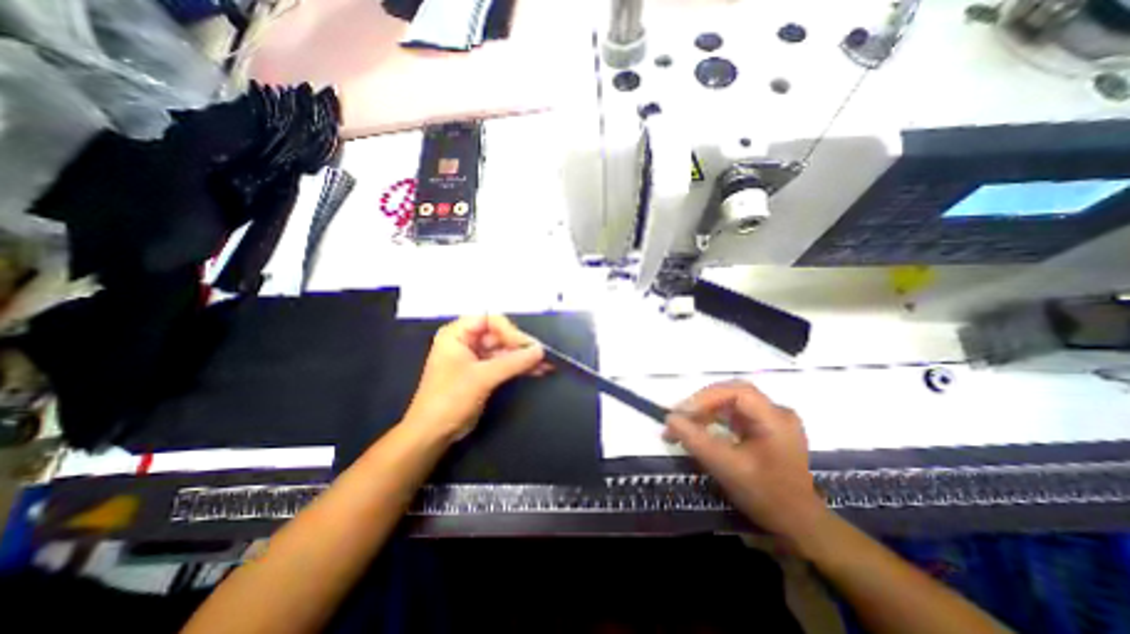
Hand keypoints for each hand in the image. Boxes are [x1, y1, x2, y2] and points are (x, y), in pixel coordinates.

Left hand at [405, 313, 546, 443]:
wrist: (433, 433)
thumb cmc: (450, 399)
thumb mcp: (482, 378)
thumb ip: (513, 362)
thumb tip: (540, 350)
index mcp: (457, 334)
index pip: (489, 319)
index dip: (510, 330)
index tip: (527, 346)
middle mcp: (467, 341)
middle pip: (500, 334)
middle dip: (522, 345)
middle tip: (543, 355)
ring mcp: (476, 357)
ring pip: (506, 350)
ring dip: (525, 357)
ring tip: (547, 364)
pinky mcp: (483, 372)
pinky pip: (505, 363)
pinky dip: (520, 367)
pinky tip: (538, 370)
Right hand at [664, 380, 827, 542]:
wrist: (798, 525)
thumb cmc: (765, 495)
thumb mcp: (727, 468)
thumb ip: (696, 440)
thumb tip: (670, 418)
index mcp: (776, 419)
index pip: (738, 392)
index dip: (707, 397)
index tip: (682, 412)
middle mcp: (777, 412)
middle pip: (732, 395)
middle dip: (703, 403)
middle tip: (679, 416)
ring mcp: (772, 419)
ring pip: (731, 403)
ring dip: (706, 411)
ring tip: (684, 423)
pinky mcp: (765, 427)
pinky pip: (734, 414)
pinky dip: (714, 419)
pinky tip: (700, 428)